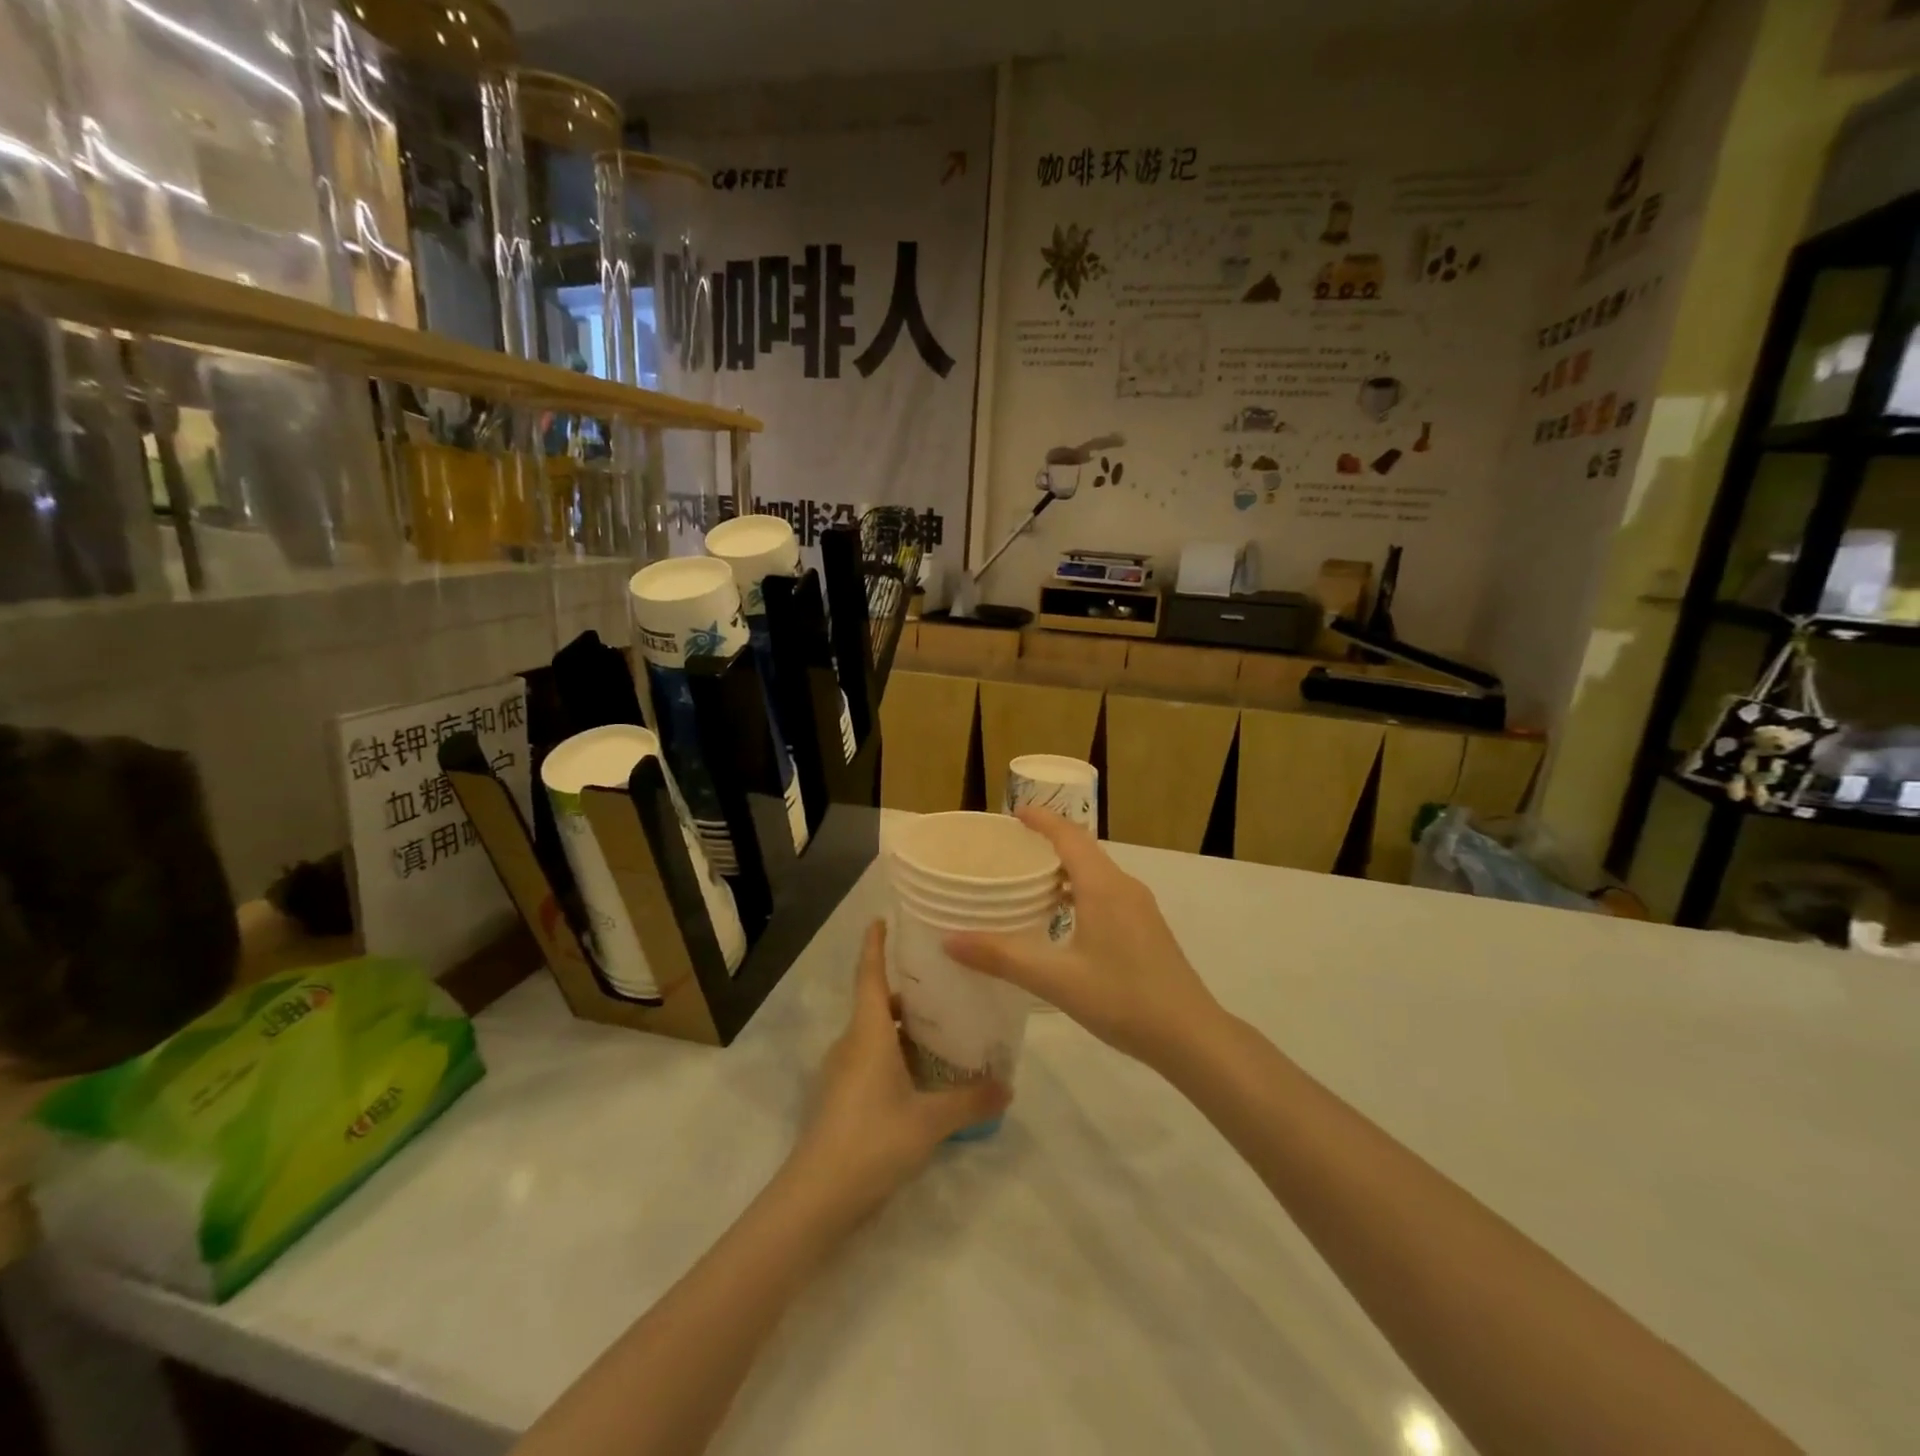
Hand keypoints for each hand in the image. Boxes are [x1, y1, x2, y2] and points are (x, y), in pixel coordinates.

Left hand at [790, 921, 1007, 1217]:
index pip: (868, 973)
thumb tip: (1008, 1086)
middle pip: (876, 1004)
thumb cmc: (873, 1140)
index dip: (874, 944)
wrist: (816, 1198)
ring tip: (942, 1031)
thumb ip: (970, 1100)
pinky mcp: (839, 1098)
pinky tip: (921, 1077)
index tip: (881, 918)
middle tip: (944, 985)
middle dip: (906, 993)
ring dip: (902, 1029)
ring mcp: (840, 1072)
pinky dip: (894, 1055)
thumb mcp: (930, 1120)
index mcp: (867, 1032)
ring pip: (873, 1035)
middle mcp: (850, 1043)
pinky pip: (869, 1060)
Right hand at [944, 809, 1221, 1070]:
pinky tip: (1061, 920)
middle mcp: (1124, 887)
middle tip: (1009, 850)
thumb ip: (1002, 957)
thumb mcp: (1056, 980)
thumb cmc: (1123, 999)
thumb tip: (949, 940)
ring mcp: (1140, 908)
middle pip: (1082, 850)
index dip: (1041, 819)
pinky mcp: (1146, 928)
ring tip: (1027, 883)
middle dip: (1047, 842)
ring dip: (1063, 869)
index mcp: (1103, 886)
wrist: (1191, 1035)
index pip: (1069, 835)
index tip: (1013, 813)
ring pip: (1095, 874)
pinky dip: (1079, 891)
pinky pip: (1106, 893)